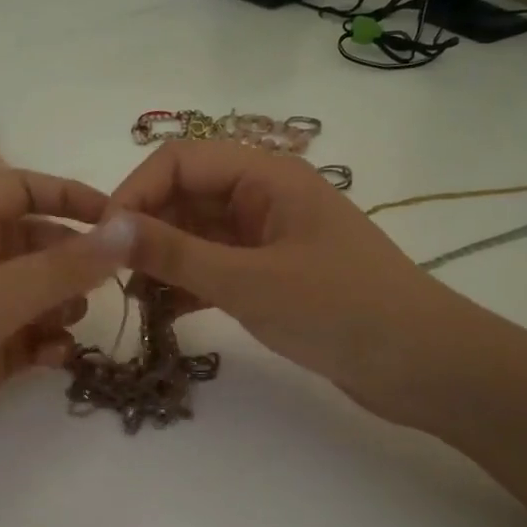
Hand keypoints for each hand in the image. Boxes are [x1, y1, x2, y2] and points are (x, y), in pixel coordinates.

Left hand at [0, 168, 134, 481]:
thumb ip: (62, 267)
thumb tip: (128, 228)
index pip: (19, 189)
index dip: (67, 195)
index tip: (118, 221)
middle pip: (33, 243)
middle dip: (72, 258)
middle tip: (108, 284)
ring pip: (33, 295)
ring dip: (61, 304)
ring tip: (75, 324)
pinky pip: (24, 341)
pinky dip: (45, 345)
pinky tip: (56, 360)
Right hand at [110, 141, 478, 426]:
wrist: (423, 366)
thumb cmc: (340, 310)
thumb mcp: (248, 281)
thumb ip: (175, 253)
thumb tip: (105, 227)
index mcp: (267, 175)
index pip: (180, 161)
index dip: (135, 193)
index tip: (102, 241)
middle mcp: (267, 196)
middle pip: (188, 195)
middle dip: (147, 229)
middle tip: (112, 277)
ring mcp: (272, 237)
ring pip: (200, 234)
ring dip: (165, 260)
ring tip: (133, 300)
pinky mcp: (277, 274)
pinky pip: (219, 266)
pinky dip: (191, 284)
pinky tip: (166, 313)